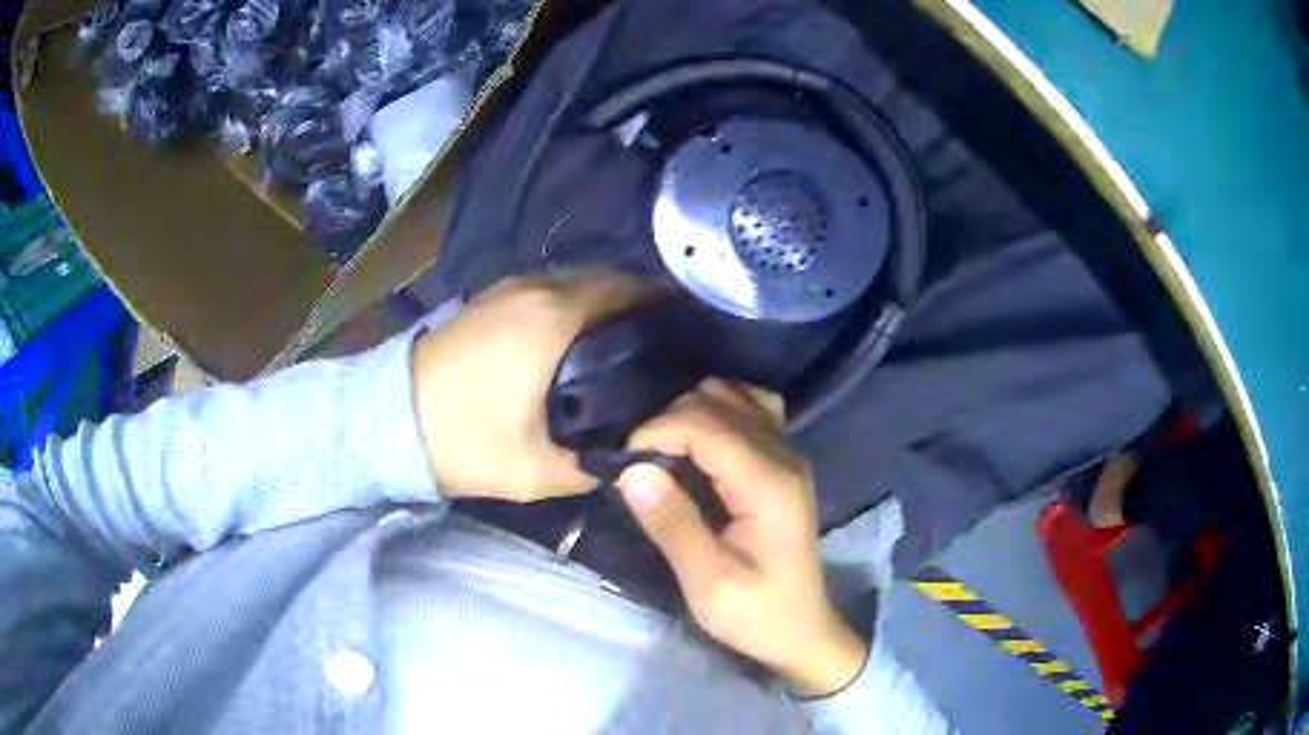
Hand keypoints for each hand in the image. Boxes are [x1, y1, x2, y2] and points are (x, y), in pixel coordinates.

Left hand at [412, 271, 643, 501]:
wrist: (389, 423)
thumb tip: (638, 452)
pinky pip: (549, 289)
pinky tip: (580, 339)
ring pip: (576, 281)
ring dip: (605, 303)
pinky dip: (575, 304)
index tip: (688, 336)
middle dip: (641, 304)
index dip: (666, 307)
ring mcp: (509, 287)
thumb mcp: (538, 470)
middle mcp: (537, 287)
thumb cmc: (465, 440)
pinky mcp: (488, 297)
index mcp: (556, 317)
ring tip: (629, 342)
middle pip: (608, 279)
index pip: (632, 289)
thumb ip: (598, 463)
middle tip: (665, 344)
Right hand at [616, 381, 867, 696]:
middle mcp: (784, 454)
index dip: (656, 430)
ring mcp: (788, 451)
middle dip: (666, 420)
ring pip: (732, 395)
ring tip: (659, 449)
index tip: (620, 459)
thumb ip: (673, 524)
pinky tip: (695, 440)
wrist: (802, 630)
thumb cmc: (756, 614)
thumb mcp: (708, 582)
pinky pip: (750, 408)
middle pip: (716, 402)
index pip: (705, 425)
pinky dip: (716, 411)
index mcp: (769, 484)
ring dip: (688, 412)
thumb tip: (631, 470)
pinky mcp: (783, 459)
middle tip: (634, 460)